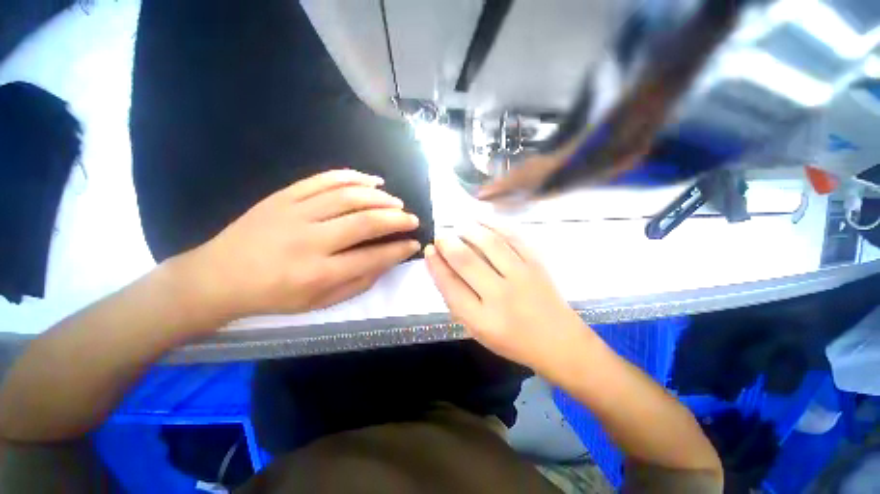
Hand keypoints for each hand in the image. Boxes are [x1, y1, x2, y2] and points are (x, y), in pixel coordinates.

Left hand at [172, 170, 420, 319]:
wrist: (218, 277)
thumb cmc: (273, 296)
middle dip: (397, 219)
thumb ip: (357, 283)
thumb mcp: (319, 303)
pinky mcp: (284, 196)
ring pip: (348, 196)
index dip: (399, 249)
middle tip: (412, 219)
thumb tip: (386, 262)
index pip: (373, 257)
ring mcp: (295, 213)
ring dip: (380, 197)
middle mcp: (310, 241)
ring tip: (396, 201)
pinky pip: (324, 179)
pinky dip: (353, 177)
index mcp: (319, 273)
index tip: (415, 243)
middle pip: (365, 222)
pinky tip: (371, 180)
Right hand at [425, 223, 589, 368]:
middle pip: (466, 260)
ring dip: (469, 230)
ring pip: (489, 243)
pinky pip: (513, 238)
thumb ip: (458, 302)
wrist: (559, 342)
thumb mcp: (478, 331)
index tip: (430, 250)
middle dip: (448, 243)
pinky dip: (495, 225)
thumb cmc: (513, 341)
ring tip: (460, 226)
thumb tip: (442, 269)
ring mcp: (521, 277)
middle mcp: (500, 296)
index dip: (436, 264)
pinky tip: (483, 221)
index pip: (449, 285)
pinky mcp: (537, 264)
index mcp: (481, 319)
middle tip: (441, 236)